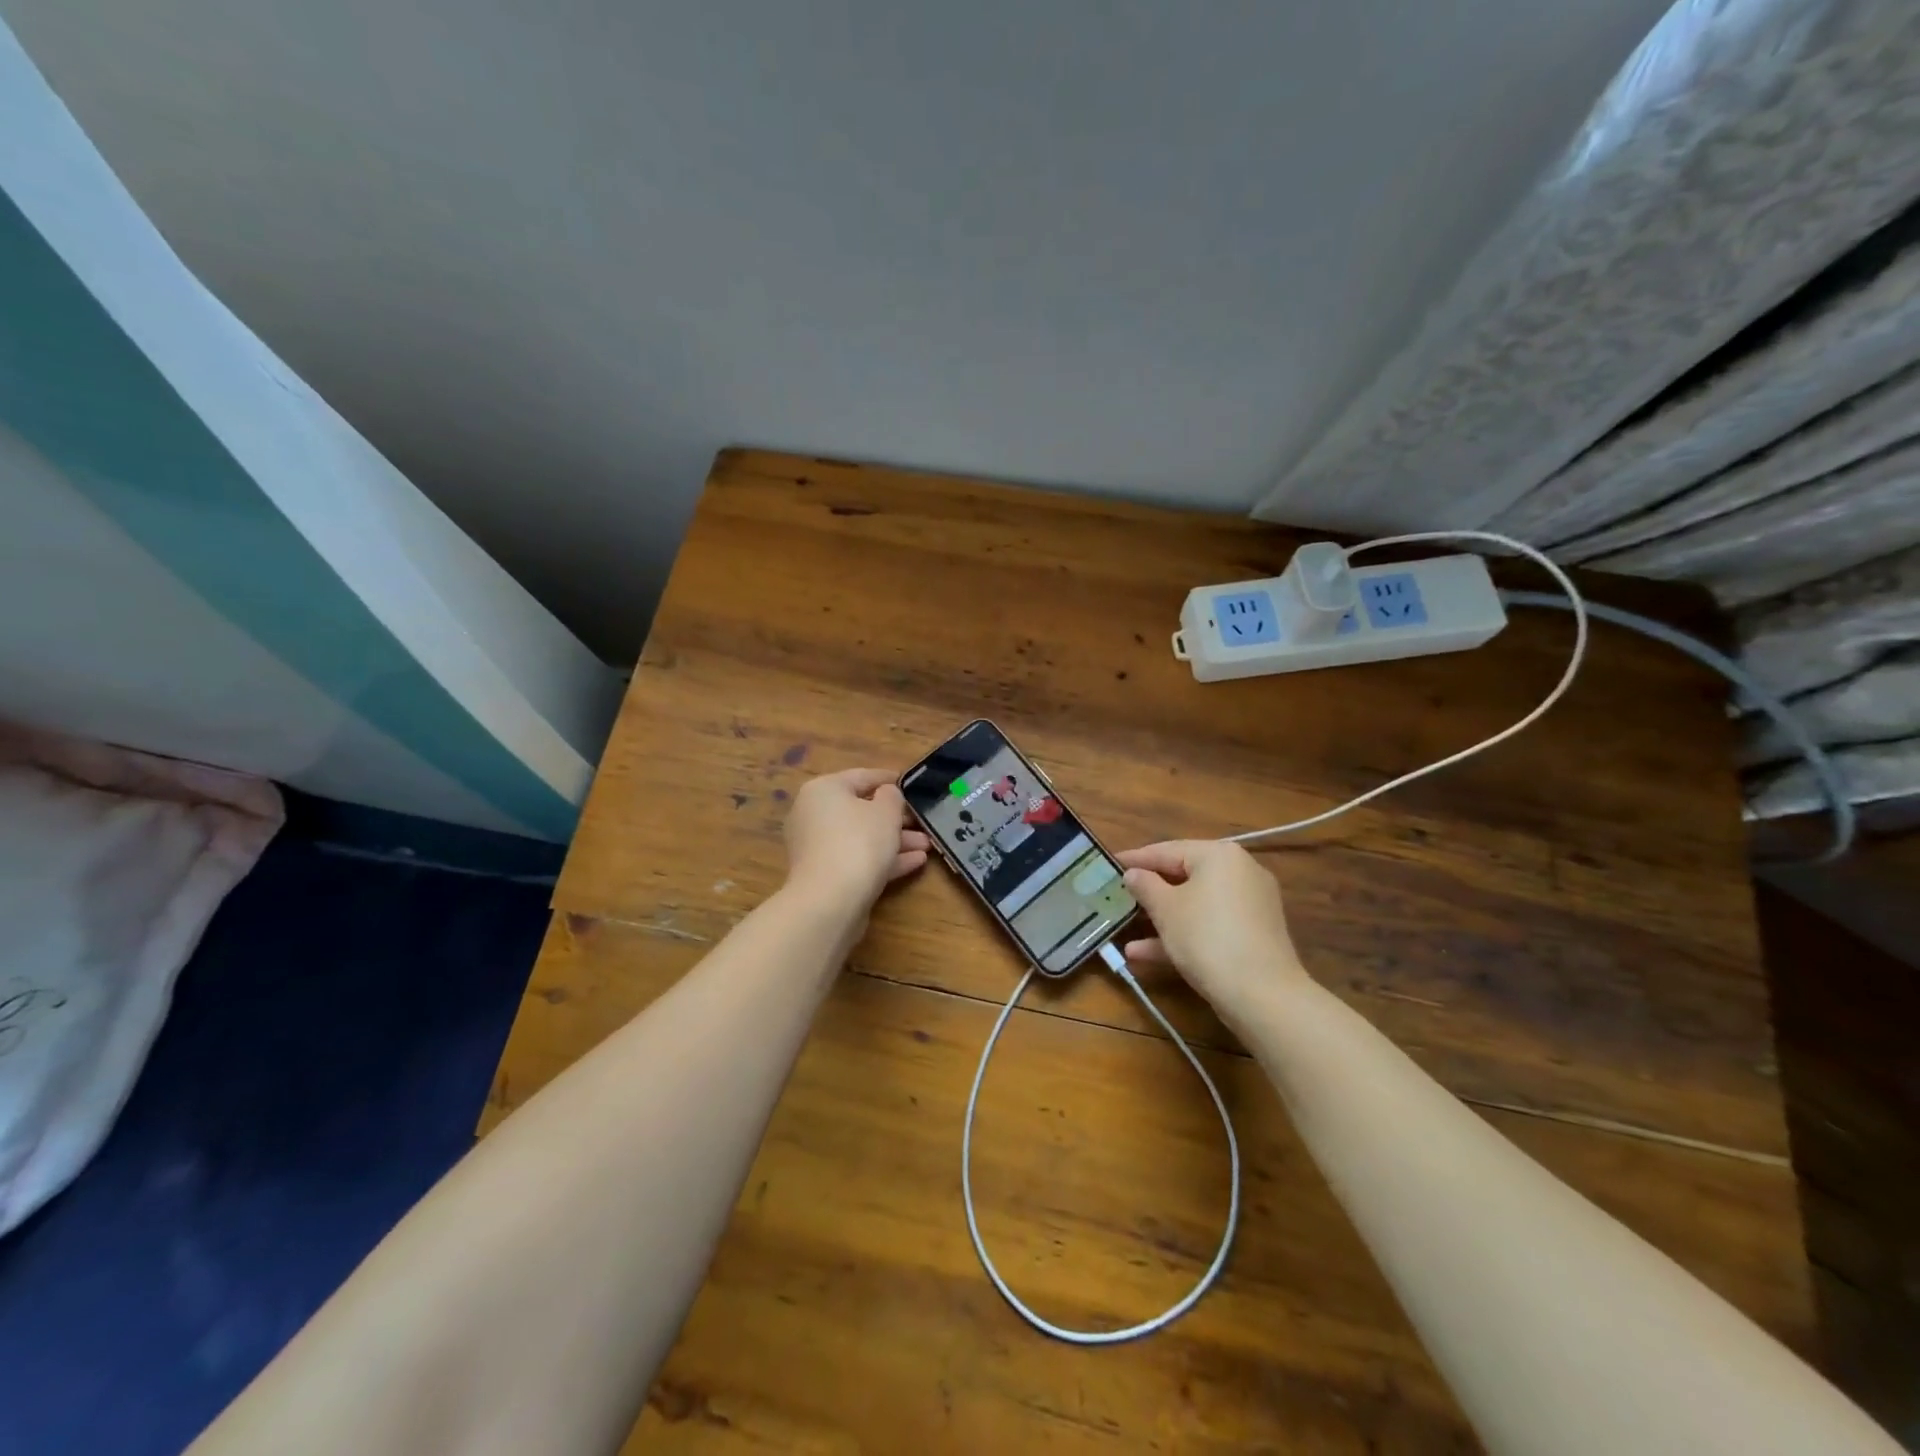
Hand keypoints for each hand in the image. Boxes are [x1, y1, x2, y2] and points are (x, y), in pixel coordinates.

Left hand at [782, 768, 929, 913]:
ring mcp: (818, 848)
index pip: (860, 776)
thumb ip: (892, 796)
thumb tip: (886, 795)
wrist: (830, 901)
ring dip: (895, 841)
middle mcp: (814, 815)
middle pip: (861, 810)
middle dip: (896, 818)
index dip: (888, 779)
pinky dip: (884, 859)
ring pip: (862, 838)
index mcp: (823, 790)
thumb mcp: (886, 811)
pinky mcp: (826, 876)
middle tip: (922, 822)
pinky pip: (858, 859)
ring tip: (927, 846)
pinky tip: (915, 862)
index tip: (910, 784)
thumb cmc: (859, 842)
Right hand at [1118, 840, 1310, 1020]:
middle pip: (1184, 877)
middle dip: (1149, 892)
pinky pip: (1210, 925)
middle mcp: (1240, 872)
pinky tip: (1146, 954)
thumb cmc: (1207, 937)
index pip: (1168, 850)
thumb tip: (1133, 874)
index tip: (1109, 863)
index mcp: (1219, 855)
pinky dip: (1183, 934)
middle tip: (1119, 895)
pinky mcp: (1253, 935)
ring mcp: (1250, 905)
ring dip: (1161, 919)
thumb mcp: (1166, 909)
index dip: (1136, 859)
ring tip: (1125, 931)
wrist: (1263, 995)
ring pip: (1195, 905)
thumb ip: (1145, 886)